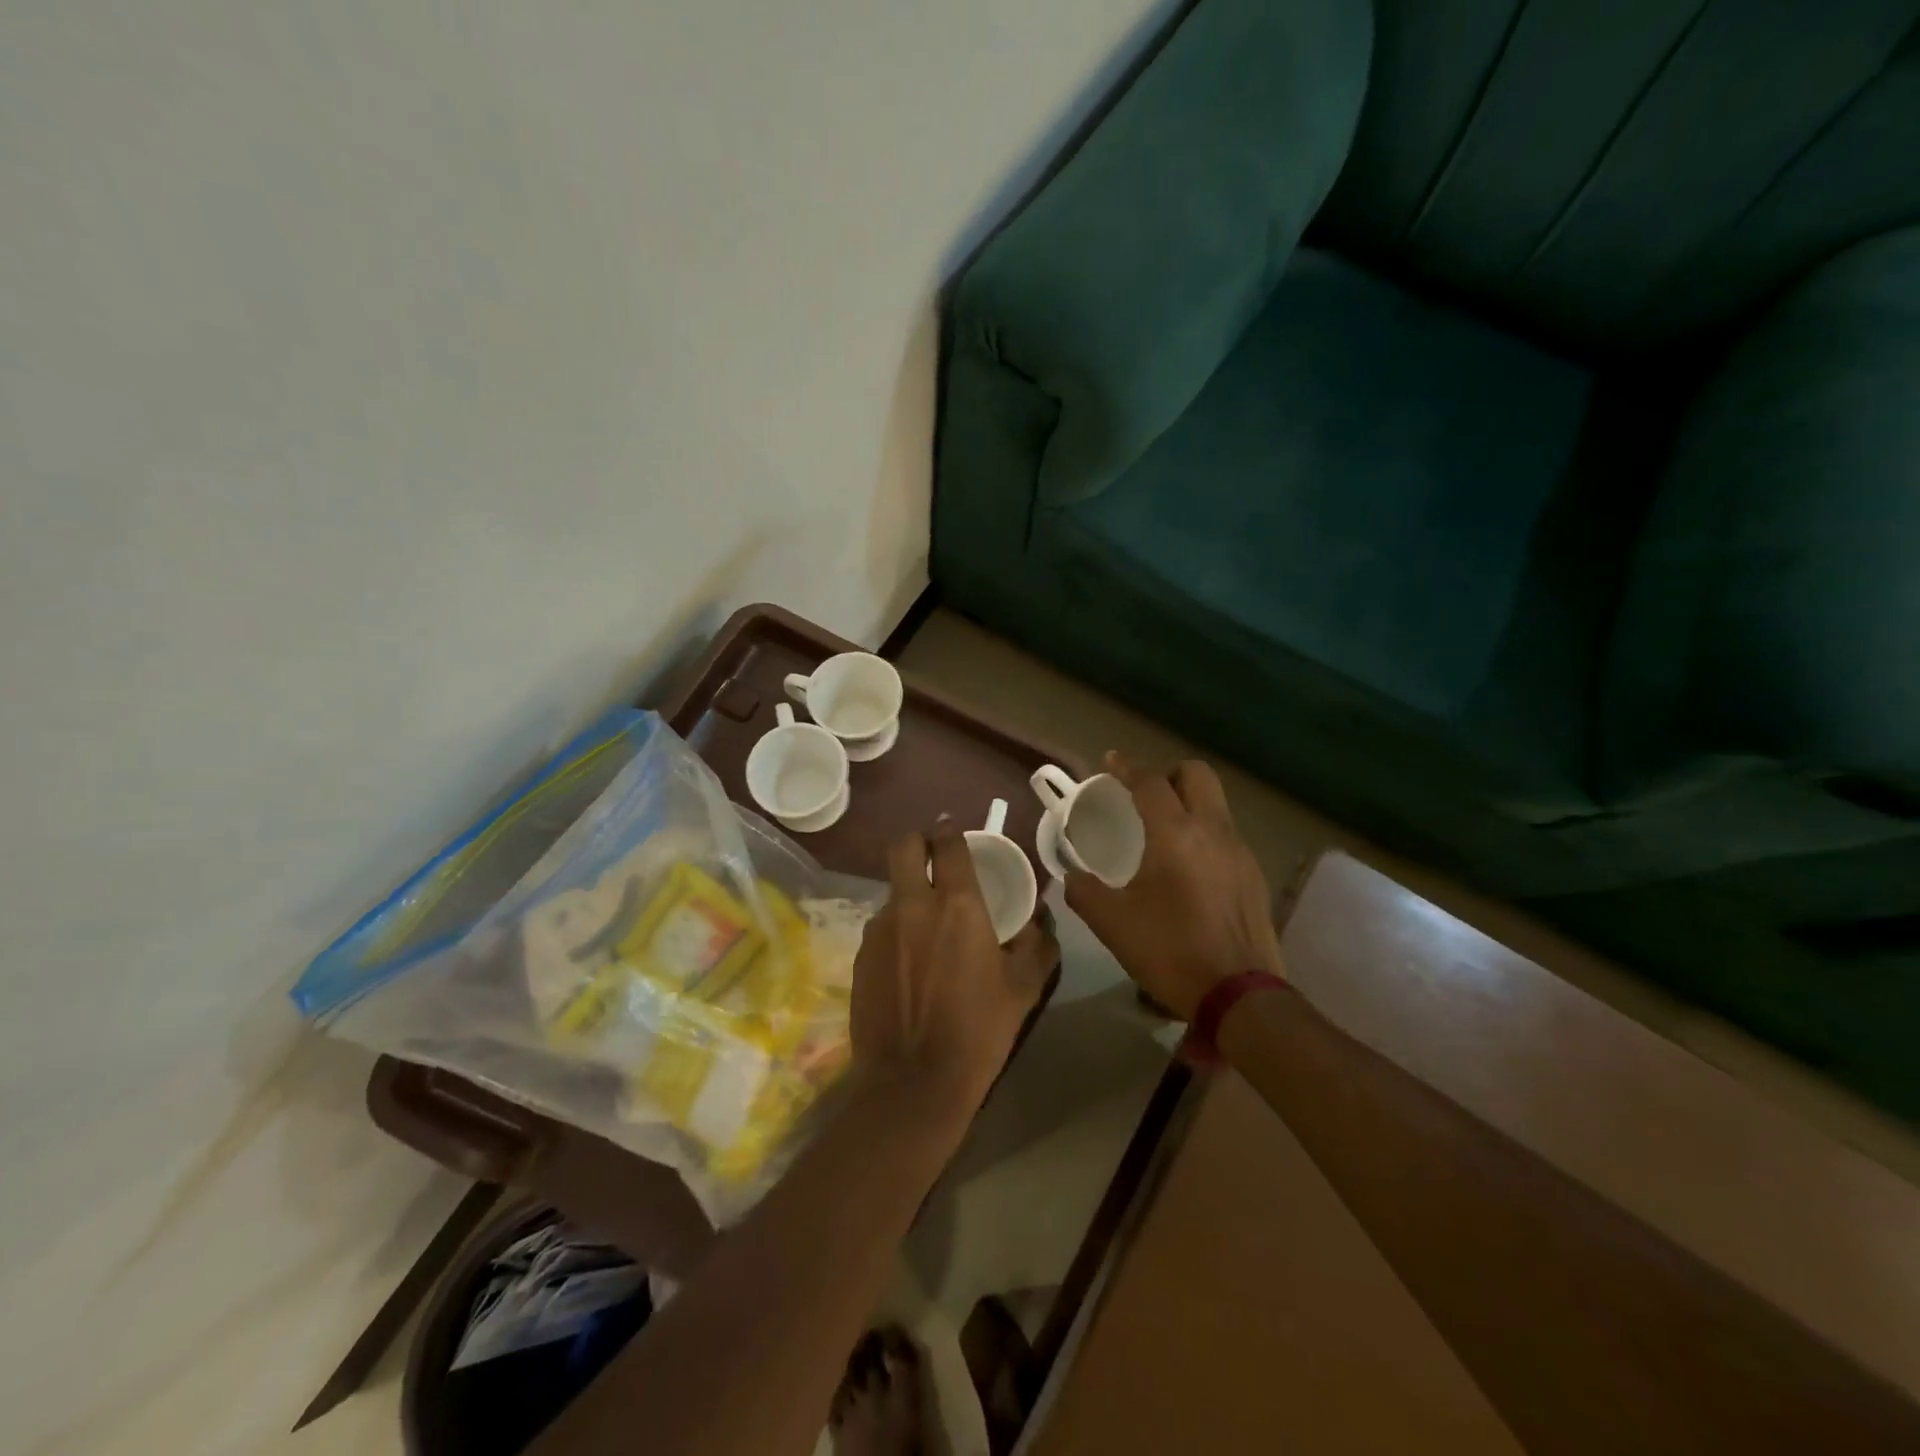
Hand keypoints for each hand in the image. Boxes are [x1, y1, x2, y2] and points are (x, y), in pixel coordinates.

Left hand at [850, 823, 1057, 1118]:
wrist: (914, 1083)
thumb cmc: (978, 1031)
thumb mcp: (1023, 988)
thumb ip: (1038, 944)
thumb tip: (1041, 921)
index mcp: (958, 905)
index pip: (947, 844)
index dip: (950, 830)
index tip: (953, 831)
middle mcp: (913, 905)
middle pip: (904, 846)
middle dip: (918, 842)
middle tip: (933, 858)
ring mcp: (880, 929)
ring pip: (892, 890)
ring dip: (908, 895)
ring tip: (926, 929)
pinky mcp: (860, 955)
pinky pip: (880, 926)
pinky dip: (896, 930)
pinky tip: (908, 964)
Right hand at [1064, 752, 1280, 1018]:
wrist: (1240, 995)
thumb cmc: (1171, 951)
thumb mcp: (1113, 924)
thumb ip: (1084, 892)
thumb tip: (1072, 876)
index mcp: (1175, 834)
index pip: (1151, 782)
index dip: (1128, 767)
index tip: (1111, 762)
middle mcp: (1213, 831)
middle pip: (1197, 774)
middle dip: (1168, 774)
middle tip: (1144, 794)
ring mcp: (1240, 852)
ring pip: (1216, 803)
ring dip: (1188, 802)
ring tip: (1163, 830)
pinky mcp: (1254, 875)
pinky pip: (1226, 834)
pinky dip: (1204, 832)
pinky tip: (1189, 867)